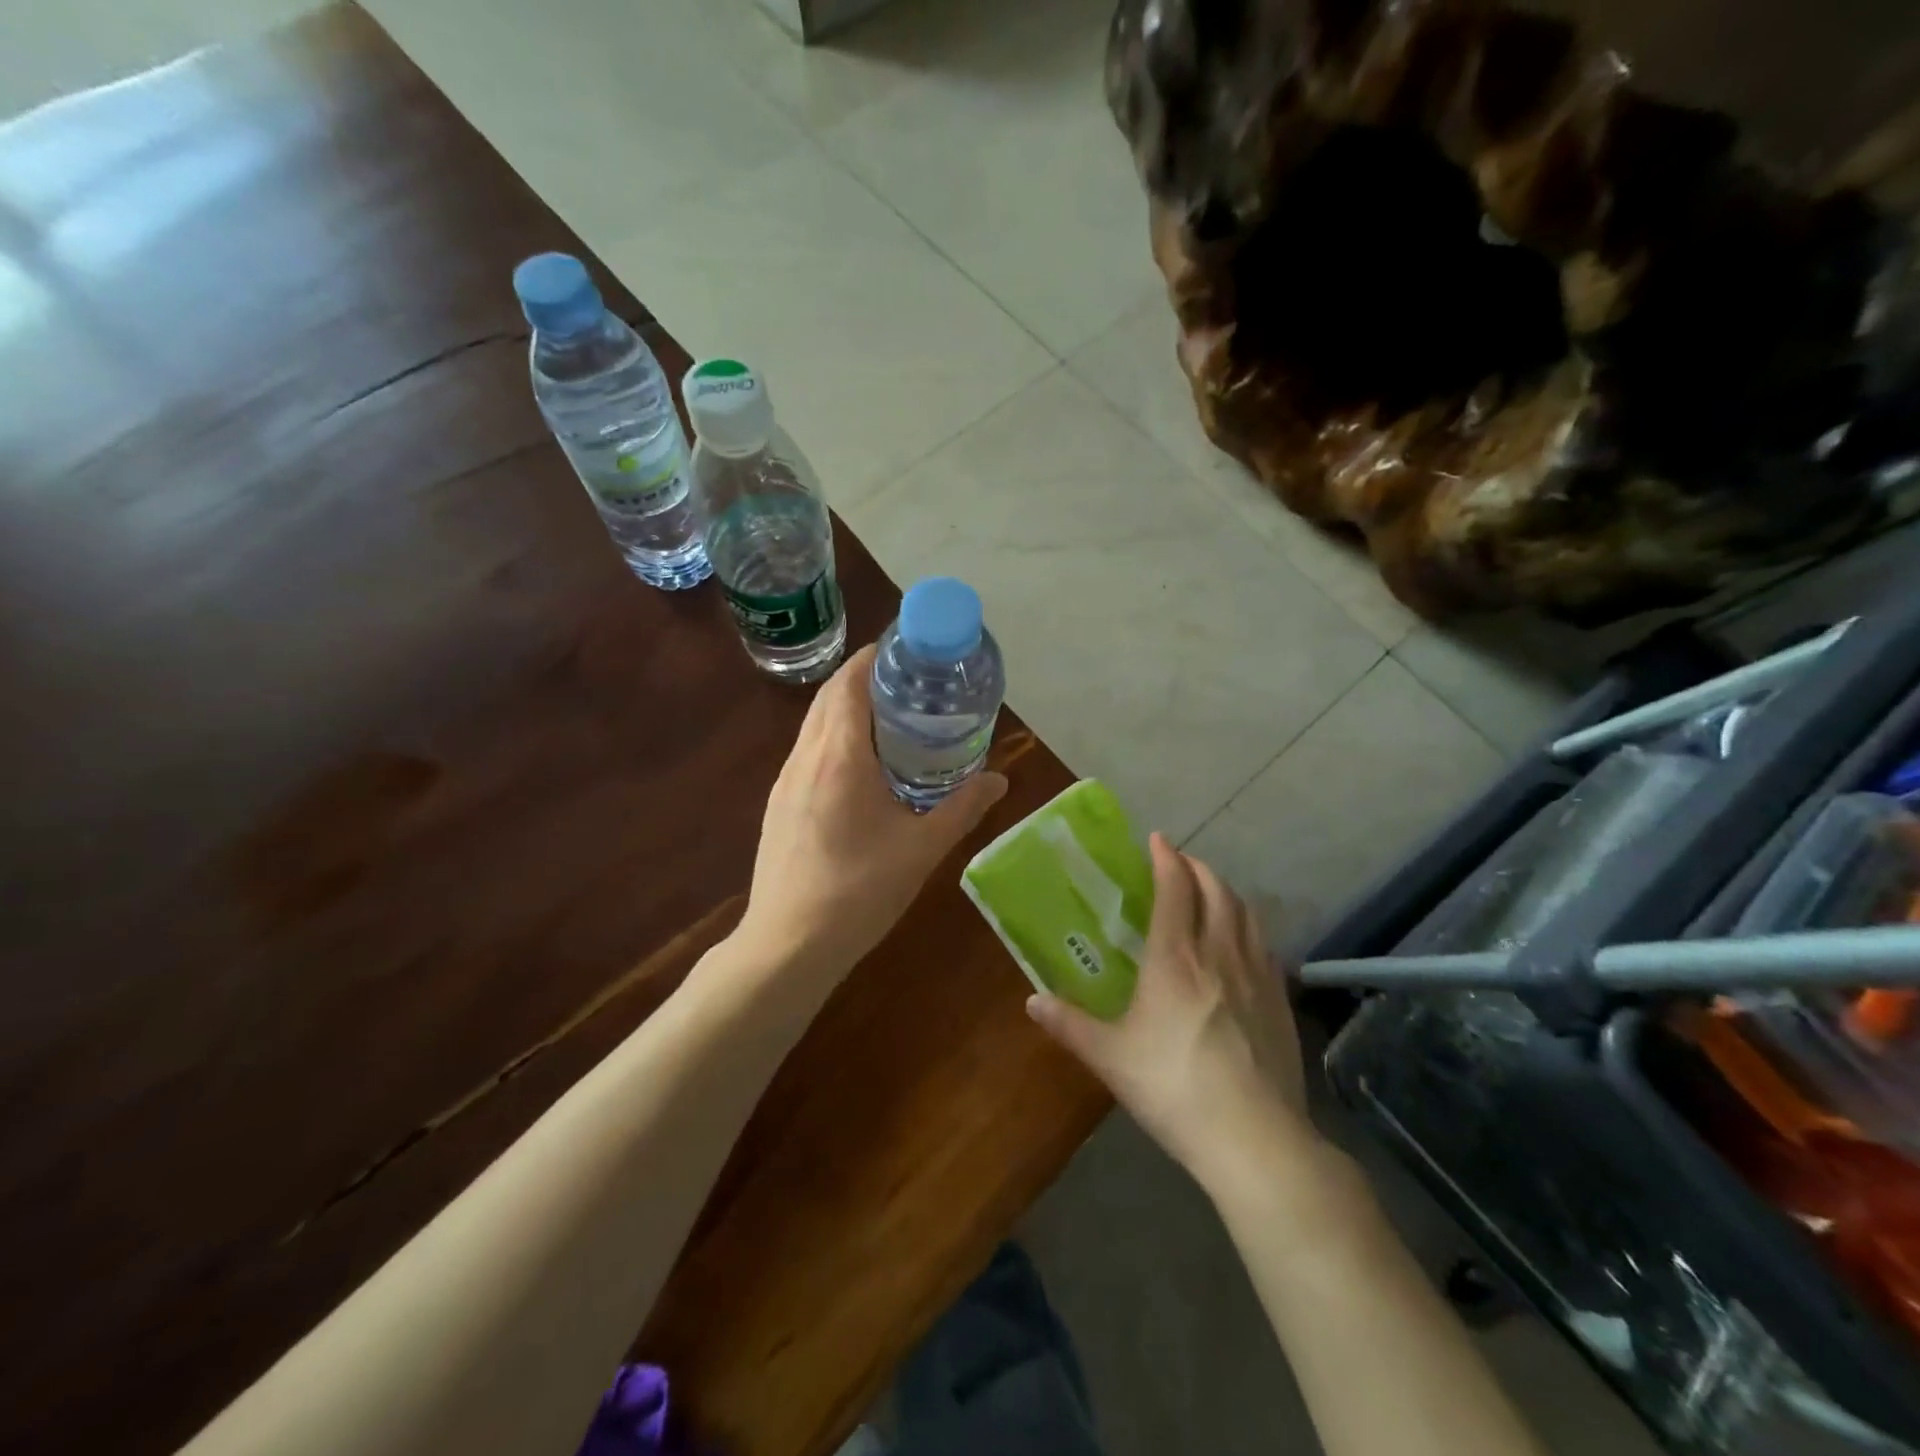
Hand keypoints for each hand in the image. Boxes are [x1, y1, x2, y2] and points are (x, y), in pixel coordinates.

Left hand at [737, 643, 1008, 980]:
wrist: (788, 944)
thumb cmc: (859, 892)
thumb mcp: (921, 849)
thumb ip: (962, 809)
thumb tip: (1000, 780)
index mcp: (839, 756)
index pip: (848, 683)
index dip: (872, 657)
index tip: (903, 649)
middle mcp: (805, 758)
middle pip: (828, 698)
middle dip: (862, 678)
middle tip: (906, 682)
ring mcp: (785, 782)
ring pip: (814, 725)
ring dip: (845, 709)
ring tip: (888, 719)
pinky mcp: (778, 805)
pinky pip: (807, 753)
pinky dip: (832, 739)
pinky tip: (859, 768)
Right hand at [1026, 834, 1313, 1188]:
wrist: (1254, 1139)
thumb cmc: (1172, 1087)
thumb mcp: (1110, 1057)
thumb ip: (1070, 1024)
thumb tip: (1031, 1002)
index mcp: (1176, 958)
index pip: (1175, 889)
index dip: (1167, 859)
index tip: (1157, 840)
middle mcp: (1219, 953)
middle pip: (1216, 891)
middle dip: (1198, 868)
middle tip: (1180, 864)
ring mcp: (1257, 976)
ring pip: (1246, 913)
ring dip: (1227, 892)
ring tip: (1211, 892)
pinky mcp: (1281, 1002)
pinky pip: (1265, 945)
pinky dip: (1249, 927)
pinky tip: (1243, 944)